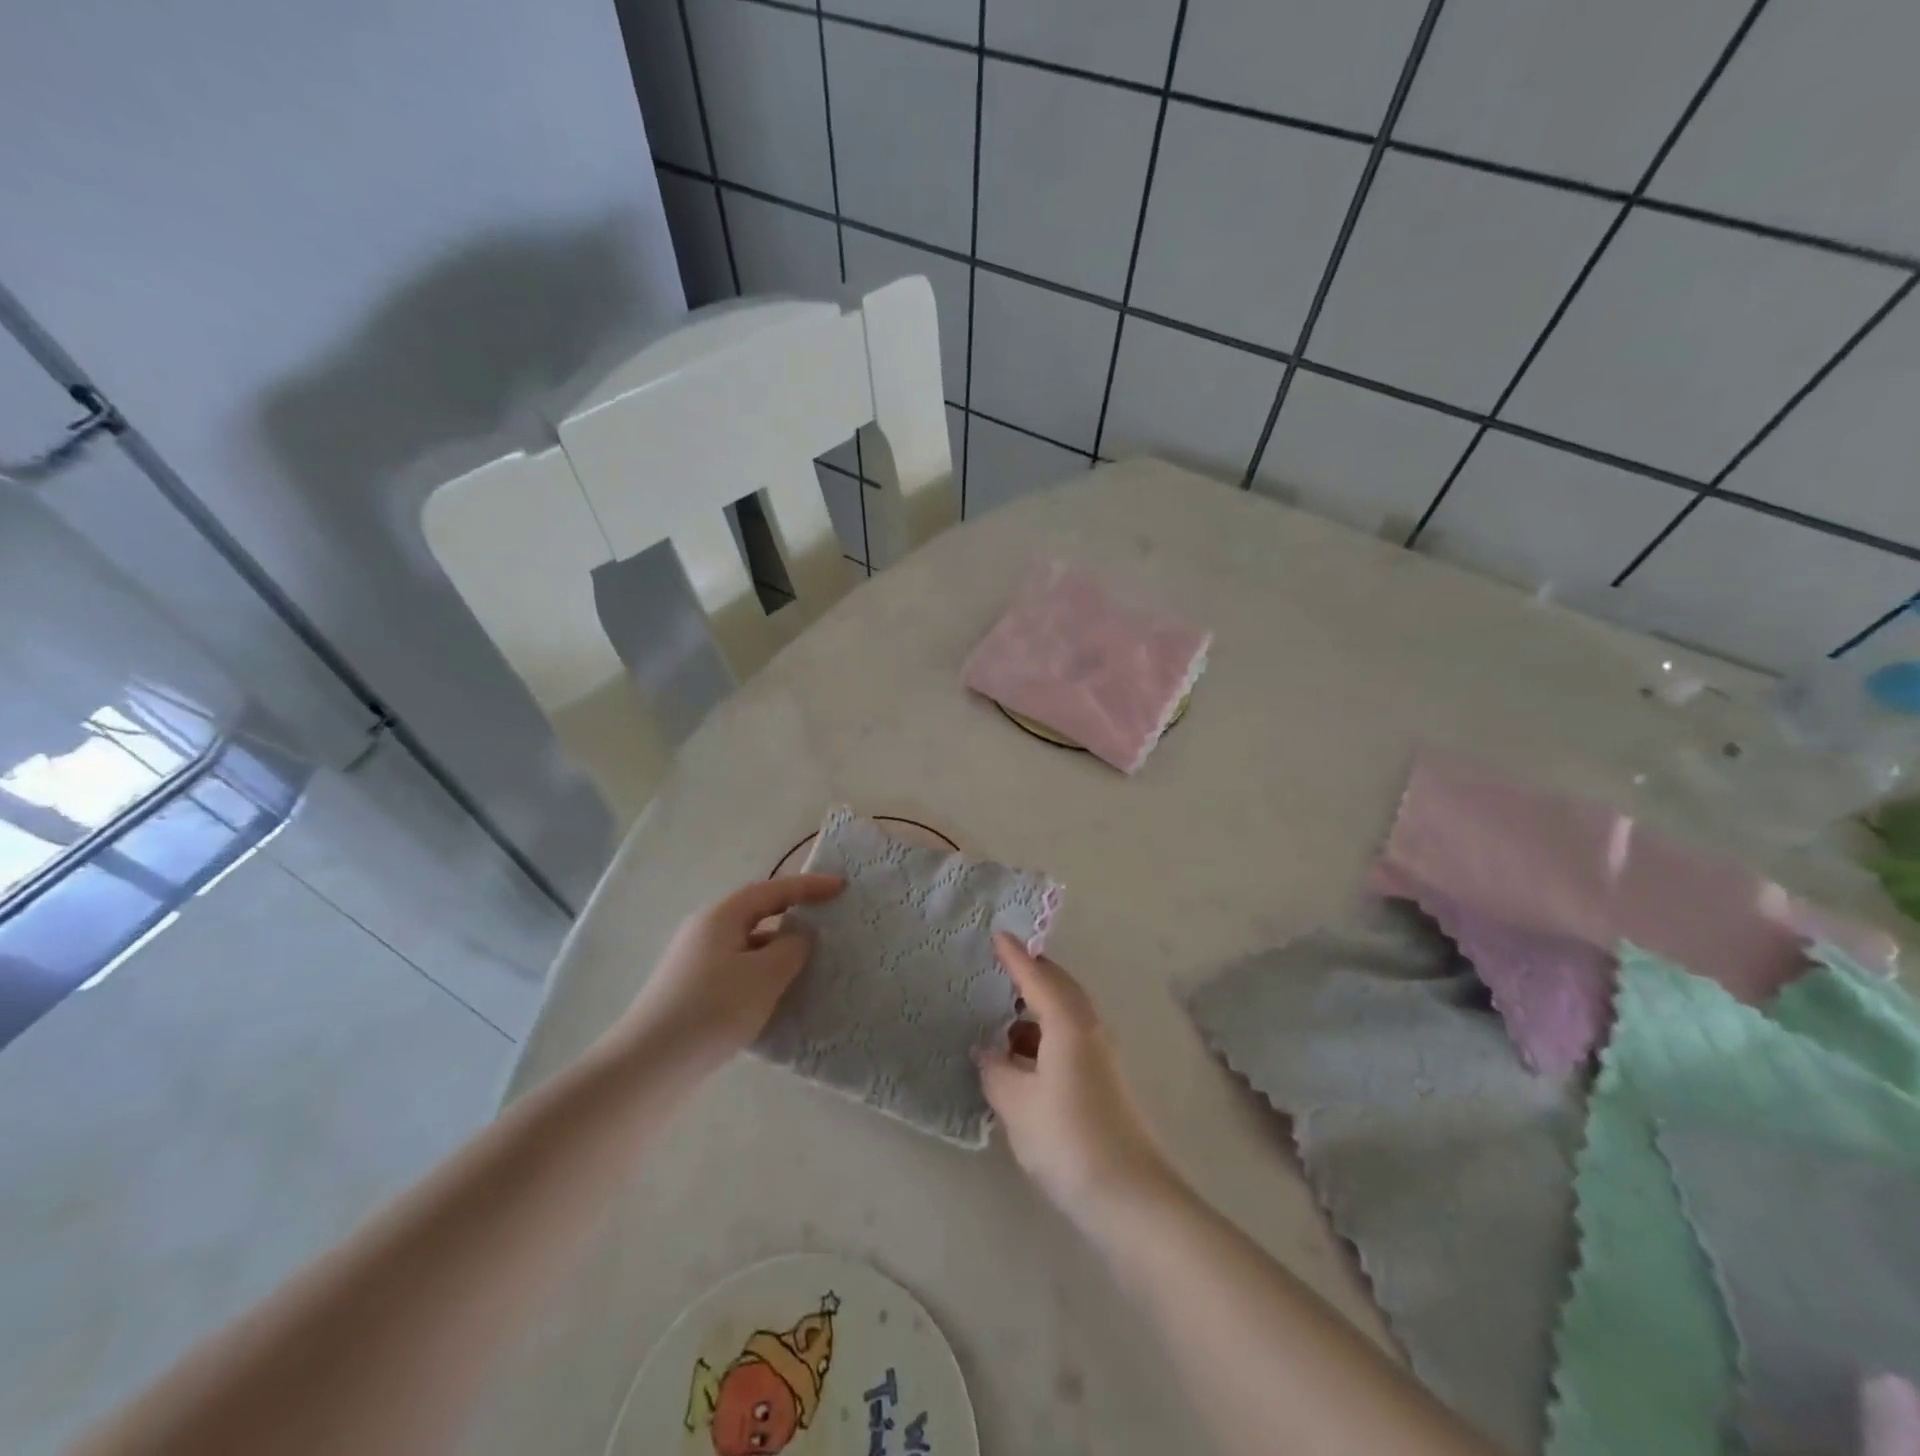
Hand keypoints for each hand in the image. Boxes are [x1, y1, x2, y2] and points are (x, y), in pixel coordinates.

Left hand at [615, 874, 843, 1065]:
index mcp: (721, 916)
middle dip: (793, 916)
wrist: (650, 1067)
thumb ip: (792, 948)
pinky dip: (762, 975)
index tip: (841, 888)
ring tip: (809, 967)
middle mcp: (705, 931)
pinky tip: (777, 999)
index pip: (772, 889)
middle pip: (757, 913)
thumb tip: (799, 936)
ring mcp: (695, 962)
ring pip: (748, 945)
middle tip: (827, 924)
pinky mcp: (692, 991)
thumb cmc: (713, 1009)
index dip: (809, 886)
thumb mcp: (765, 975)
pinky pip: (738, 970)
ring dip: (779, 951)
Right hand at [978, 933, 1175, 1221]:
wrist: (1130, 1196)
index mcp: (1068, 1023)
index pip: (1037, 977)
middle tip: (1002, 967)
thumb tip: (988, 1051)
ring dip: (1036, 1011)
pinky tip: (1022, 1060)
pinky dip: (1043, 1038)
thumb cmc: (1067, 1137)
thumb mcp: (1016, 1103)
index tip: (999, 935)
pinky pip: (1068, 1040)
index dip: (1016, 957)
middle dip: (1032, 975)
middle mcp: (1089, 1029)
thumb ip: (996, 1070)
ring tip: (1002, 1017)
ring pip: (1065, 1017)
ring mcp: (1100, 1057)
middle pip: (1059, 989)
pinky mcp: (1103, 1083)